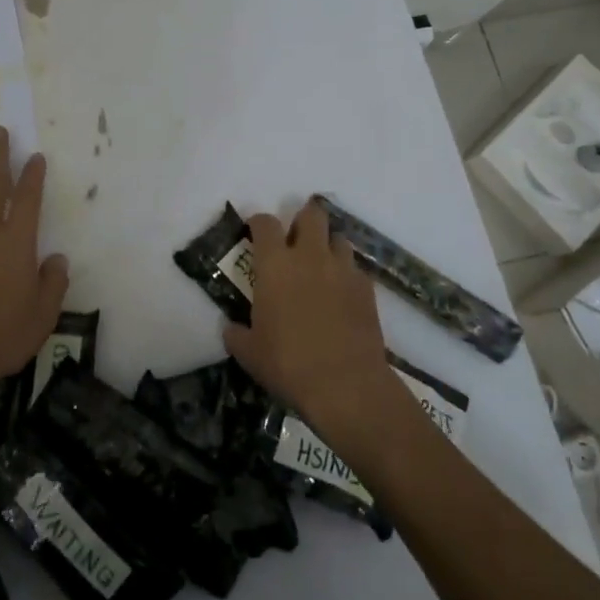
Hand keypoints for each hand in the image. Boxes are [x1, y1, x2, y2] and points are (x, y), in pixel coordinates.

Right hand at [223, 200, 396, 434]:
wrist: (345, 384)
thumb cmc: (287, 363)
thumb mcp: (248, 353)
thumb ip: (236, 333)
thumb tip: (231, 328)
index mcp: (275, 264)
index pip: (265, 223)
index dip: (258, 223)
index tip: (255, 232)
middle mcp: (310, 256)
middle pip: (311, 214)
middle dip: (302, 220)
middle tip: (294, 240)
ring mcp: (343, 269)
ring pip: (338, 238)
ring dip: (327, 245)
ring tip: (320, 266)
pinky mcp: (367, 289)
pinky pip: (355, 269)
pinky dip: (346, 274)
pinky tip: (341, 295)